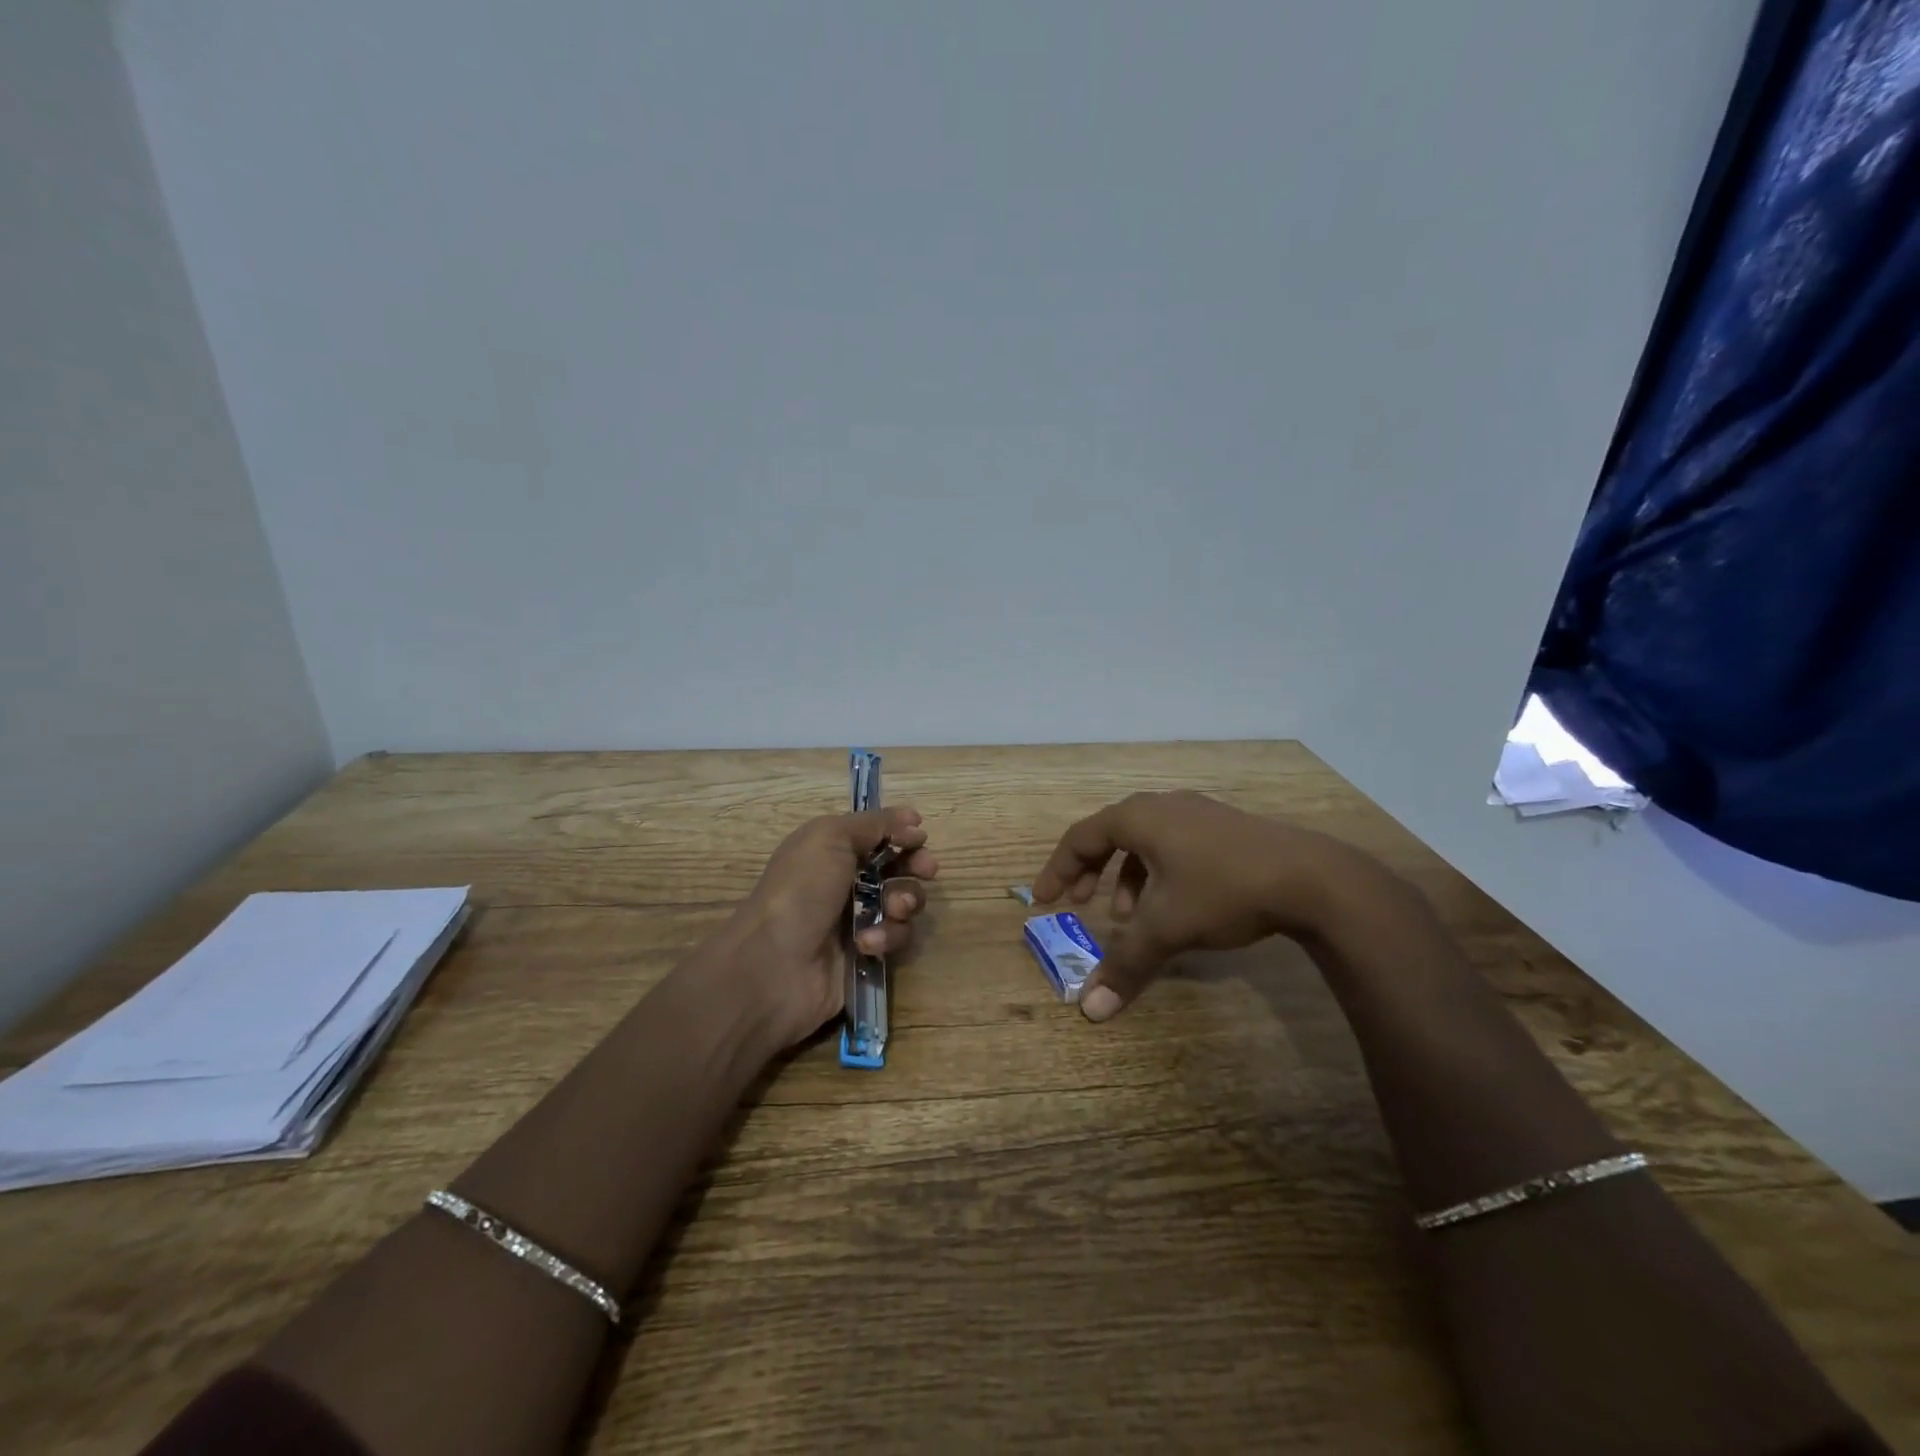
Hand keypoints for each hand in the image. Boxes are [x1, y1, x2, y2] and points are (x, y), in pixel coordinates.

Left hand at [727, 806, 938, 1047]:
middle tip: (926, 870)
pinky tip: (865, 943)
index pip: (878, 836)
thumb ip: (874, 824)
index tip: (920, 837)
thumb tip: (912, 821)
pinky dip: (886, 937)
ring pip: (903, 903)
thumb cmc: (800, 891)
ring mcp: (857, 920)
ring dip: (904, 902)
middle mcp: (846, 882)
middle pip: (898, 867)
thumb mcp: (830, 838)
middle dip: (915, 866)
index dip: (902, 834)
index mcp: (832, 850)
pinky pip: (896, 938)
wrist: (774, 965)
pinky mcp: (866, 954)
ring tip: (891, 910)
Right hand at [1031, 790, 1359, 1022]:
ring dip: (1125, 876)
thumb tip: (1090, 1011)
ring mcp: (1197, 813)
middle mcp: (1162, 806)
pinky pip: (1172, 844)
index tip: (1043, 900)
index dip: (1057, 869)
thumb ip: (1126, 964)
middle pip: (1109, 834)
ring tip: (1127, 915)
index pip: (1080, 837)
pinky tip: (1173, 905)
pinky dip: (1157, 873)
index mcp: (1138, 817)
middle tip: (1077, 902)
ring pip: (1144, 841)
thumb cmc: (1223, 890)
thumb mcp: (1167, 928)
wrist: (1312, 877)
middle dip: (1088, 871)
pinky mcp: (1224, 827)